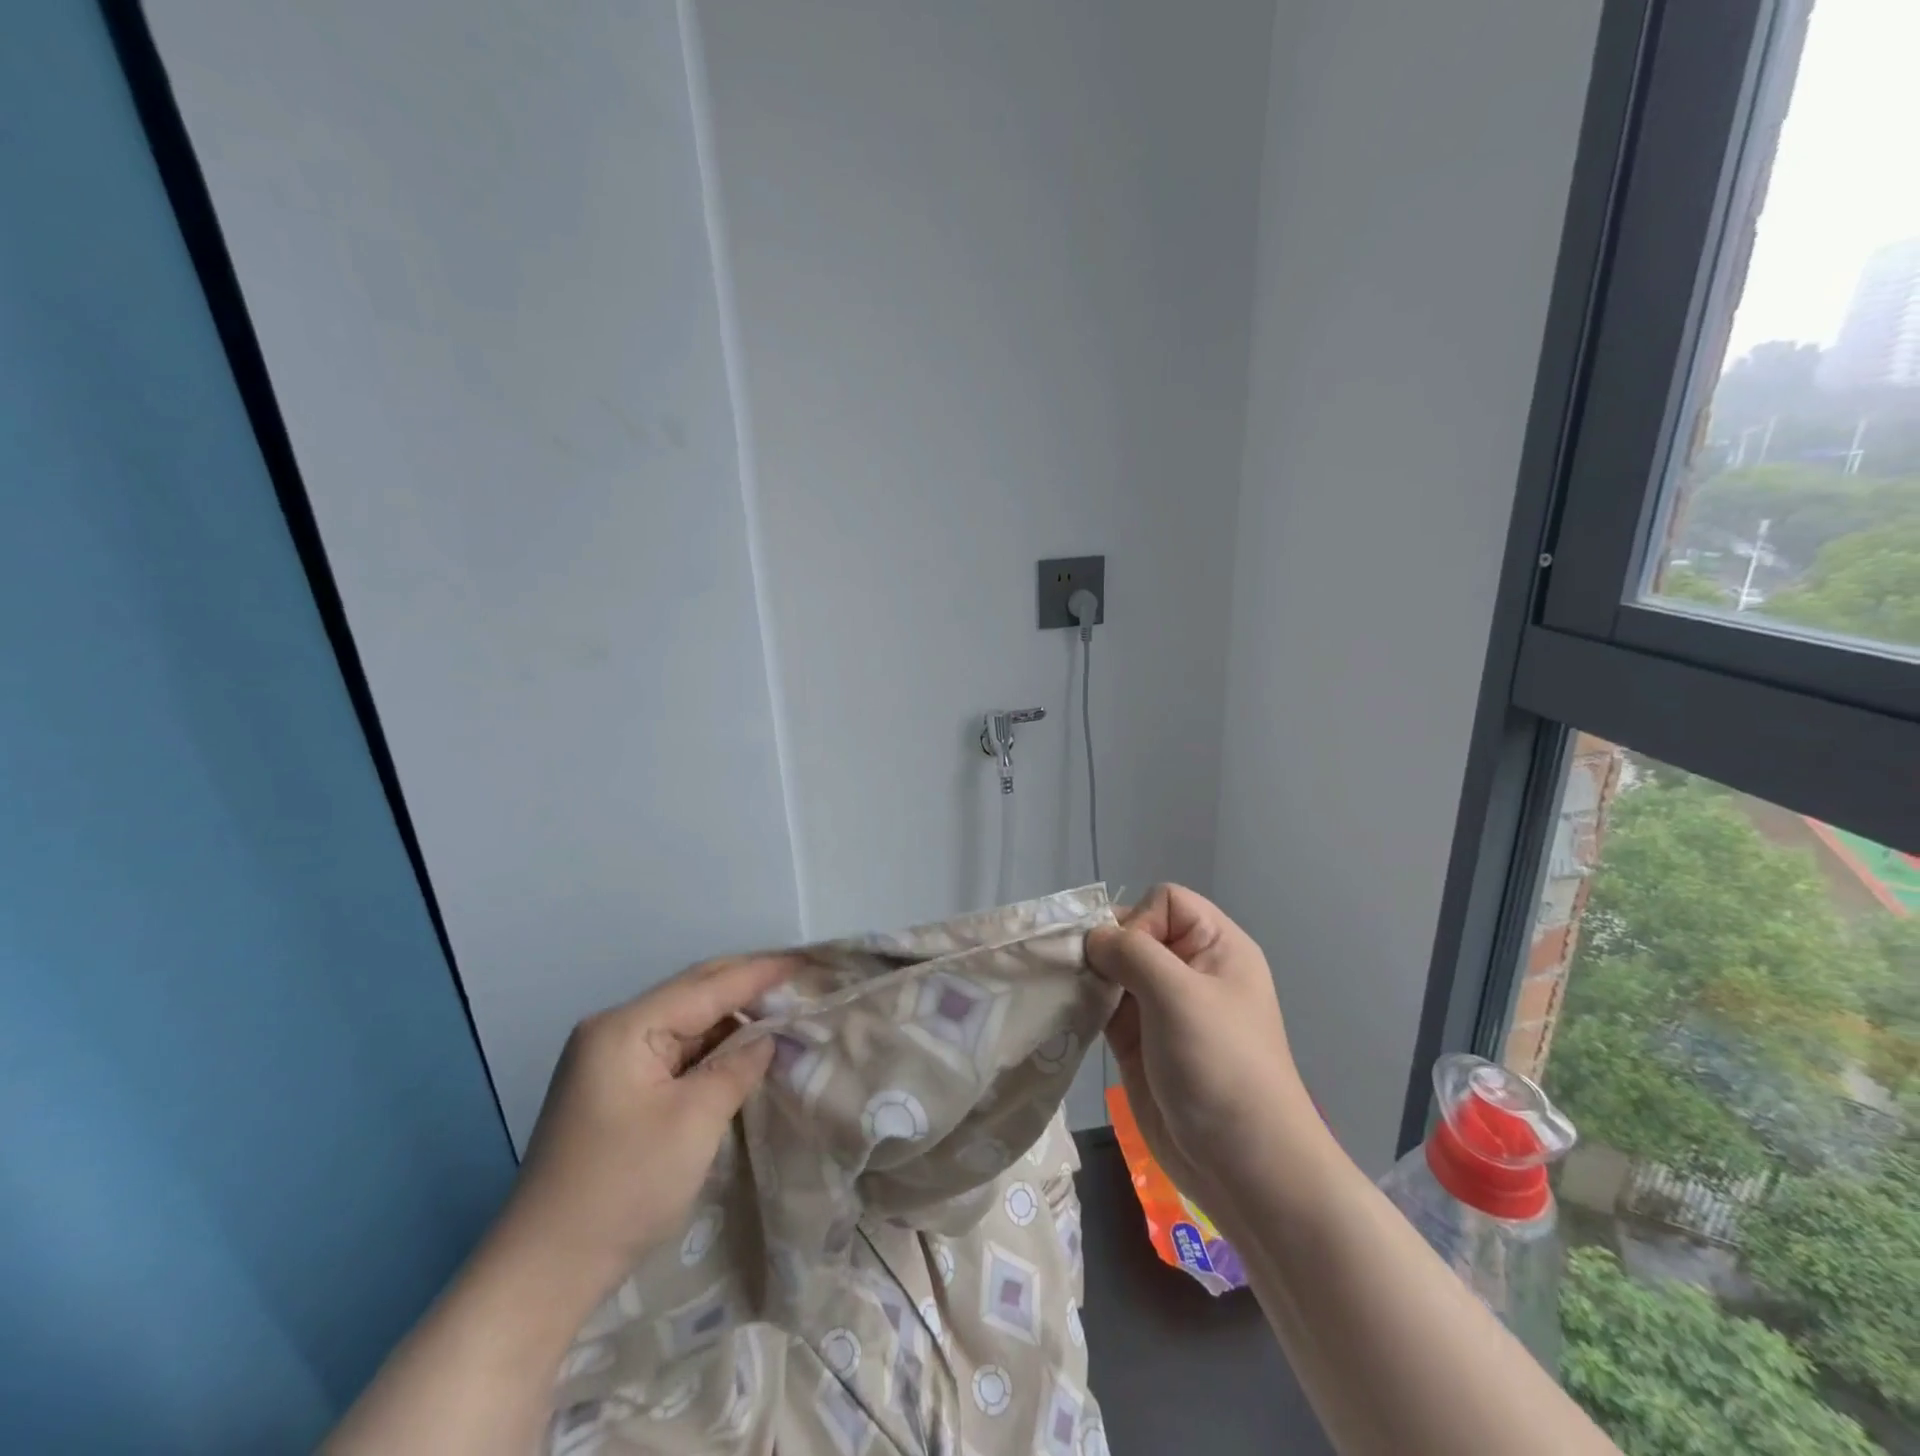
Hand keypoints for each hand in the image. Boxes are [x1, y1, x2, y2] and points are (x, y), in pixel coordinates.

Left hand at [500, 955, 791, 1290]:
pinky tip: (740, 1050)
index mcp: (625, 1028)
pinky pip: (673, 1050)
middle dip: (746, 986)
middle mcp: (613, 1030)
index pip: (707, 987)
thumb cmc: (623, 1189)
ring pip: (685, 1021)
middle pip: (693, 993)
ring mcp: (609, 1059)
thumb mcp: (694, 1122)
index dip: (759, 973)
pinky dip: (711, 1047)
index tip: (805, 963)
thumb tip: (768, 1037)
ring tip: (781, 1012)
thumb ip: (737, 1067)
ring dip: (731, 1019)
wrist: (542, 1273)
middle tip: (799, 981)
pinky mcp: (614, 1087)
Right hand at [1086, 885, 1317, 1213]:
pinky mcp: (1141, 1043)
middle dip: (1105, 949)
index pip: (1166, 902)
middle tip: (1082, 974)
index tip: (1128, 959)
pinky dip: (1086, 1007)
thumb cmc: (1220, 1066)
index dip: (1139, 921)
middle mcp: (1190, 972)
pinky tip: (1068, 1015)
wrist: (1244, 1167)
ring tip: (1068, 994)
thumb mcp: (1179, 994)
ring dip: (1090, 978)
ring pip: (1115, 971)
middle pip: (1135, 934)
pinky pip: (1105, 1007)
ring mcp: (1163, 1009)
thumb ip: (1131, 952)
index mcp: (1216, 948)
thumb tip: (1093, 939)